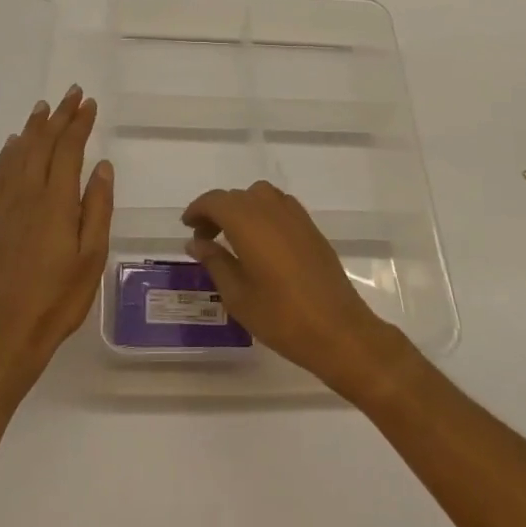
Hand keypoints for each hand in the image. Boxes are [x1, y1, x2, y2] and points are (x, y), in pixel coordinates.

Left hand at [0, 86, 112, 384]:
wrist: (7, 332)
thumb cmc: (59, 297)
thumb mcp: (92, 256)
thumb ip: (98, 207)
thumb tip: (101, 165)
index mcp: (56, 202)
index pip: (68, 149)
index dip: (79, 123)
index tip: (89, 104)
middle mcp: (27, 194)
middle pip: (42, 143)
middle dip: (59, 116)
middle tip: (71, 93)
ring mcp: (4, 205)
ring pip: (18, 153)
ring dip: (33, 127)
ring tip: (44, 108)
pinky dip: (7, 153)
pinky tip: (13, 145)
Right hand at [182, 181, 403, 396]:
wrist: (338, 330)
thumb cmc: (281, 317)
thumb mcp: (237, 295)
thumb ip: (215, 262)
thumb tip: (196, 242)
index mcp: (248, 222)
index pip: (215, 201)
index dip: (198, 210)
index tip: (187, 227)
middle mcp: (271, 209)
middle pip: (237, 196)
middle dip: (217, 212)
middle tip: (206, 241)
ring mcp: (295, 216)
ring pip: (260, 196)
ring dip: (242, 209)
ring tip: (234, 239)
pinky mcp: (311, 228)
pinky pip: (280, 206)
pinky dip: (264, 214)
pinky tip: (262, 244)